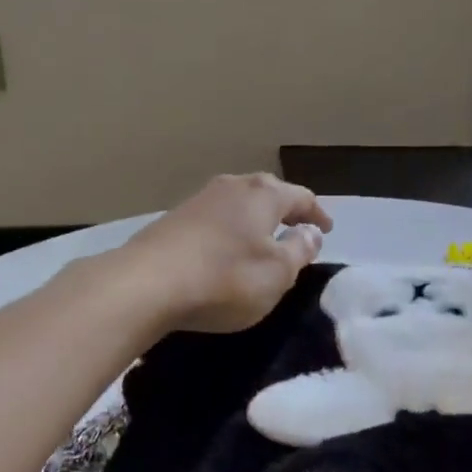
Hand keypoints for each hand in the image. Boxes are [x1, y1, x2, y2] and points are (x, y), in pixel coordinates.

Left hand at [117, 173, 333, 332]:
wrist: (144, 284)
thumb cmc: (224, 279)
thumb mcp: (277, 274)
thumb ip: (299, 250)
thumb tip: (311, 232)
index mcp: (264, 194)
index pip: (301, 197)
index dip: (317, 214)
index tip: (327, 229)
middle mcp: (233, 186)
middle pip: (267, 193)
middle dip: (285, 209)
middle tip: (297, 228)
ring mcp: (199, 199)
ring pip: (238, 203)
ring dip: (254, 218)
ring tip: (262, 238)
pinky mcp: (173, 218)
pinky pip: (215, 218)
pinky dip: (229, 229)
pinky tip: (225, 248)